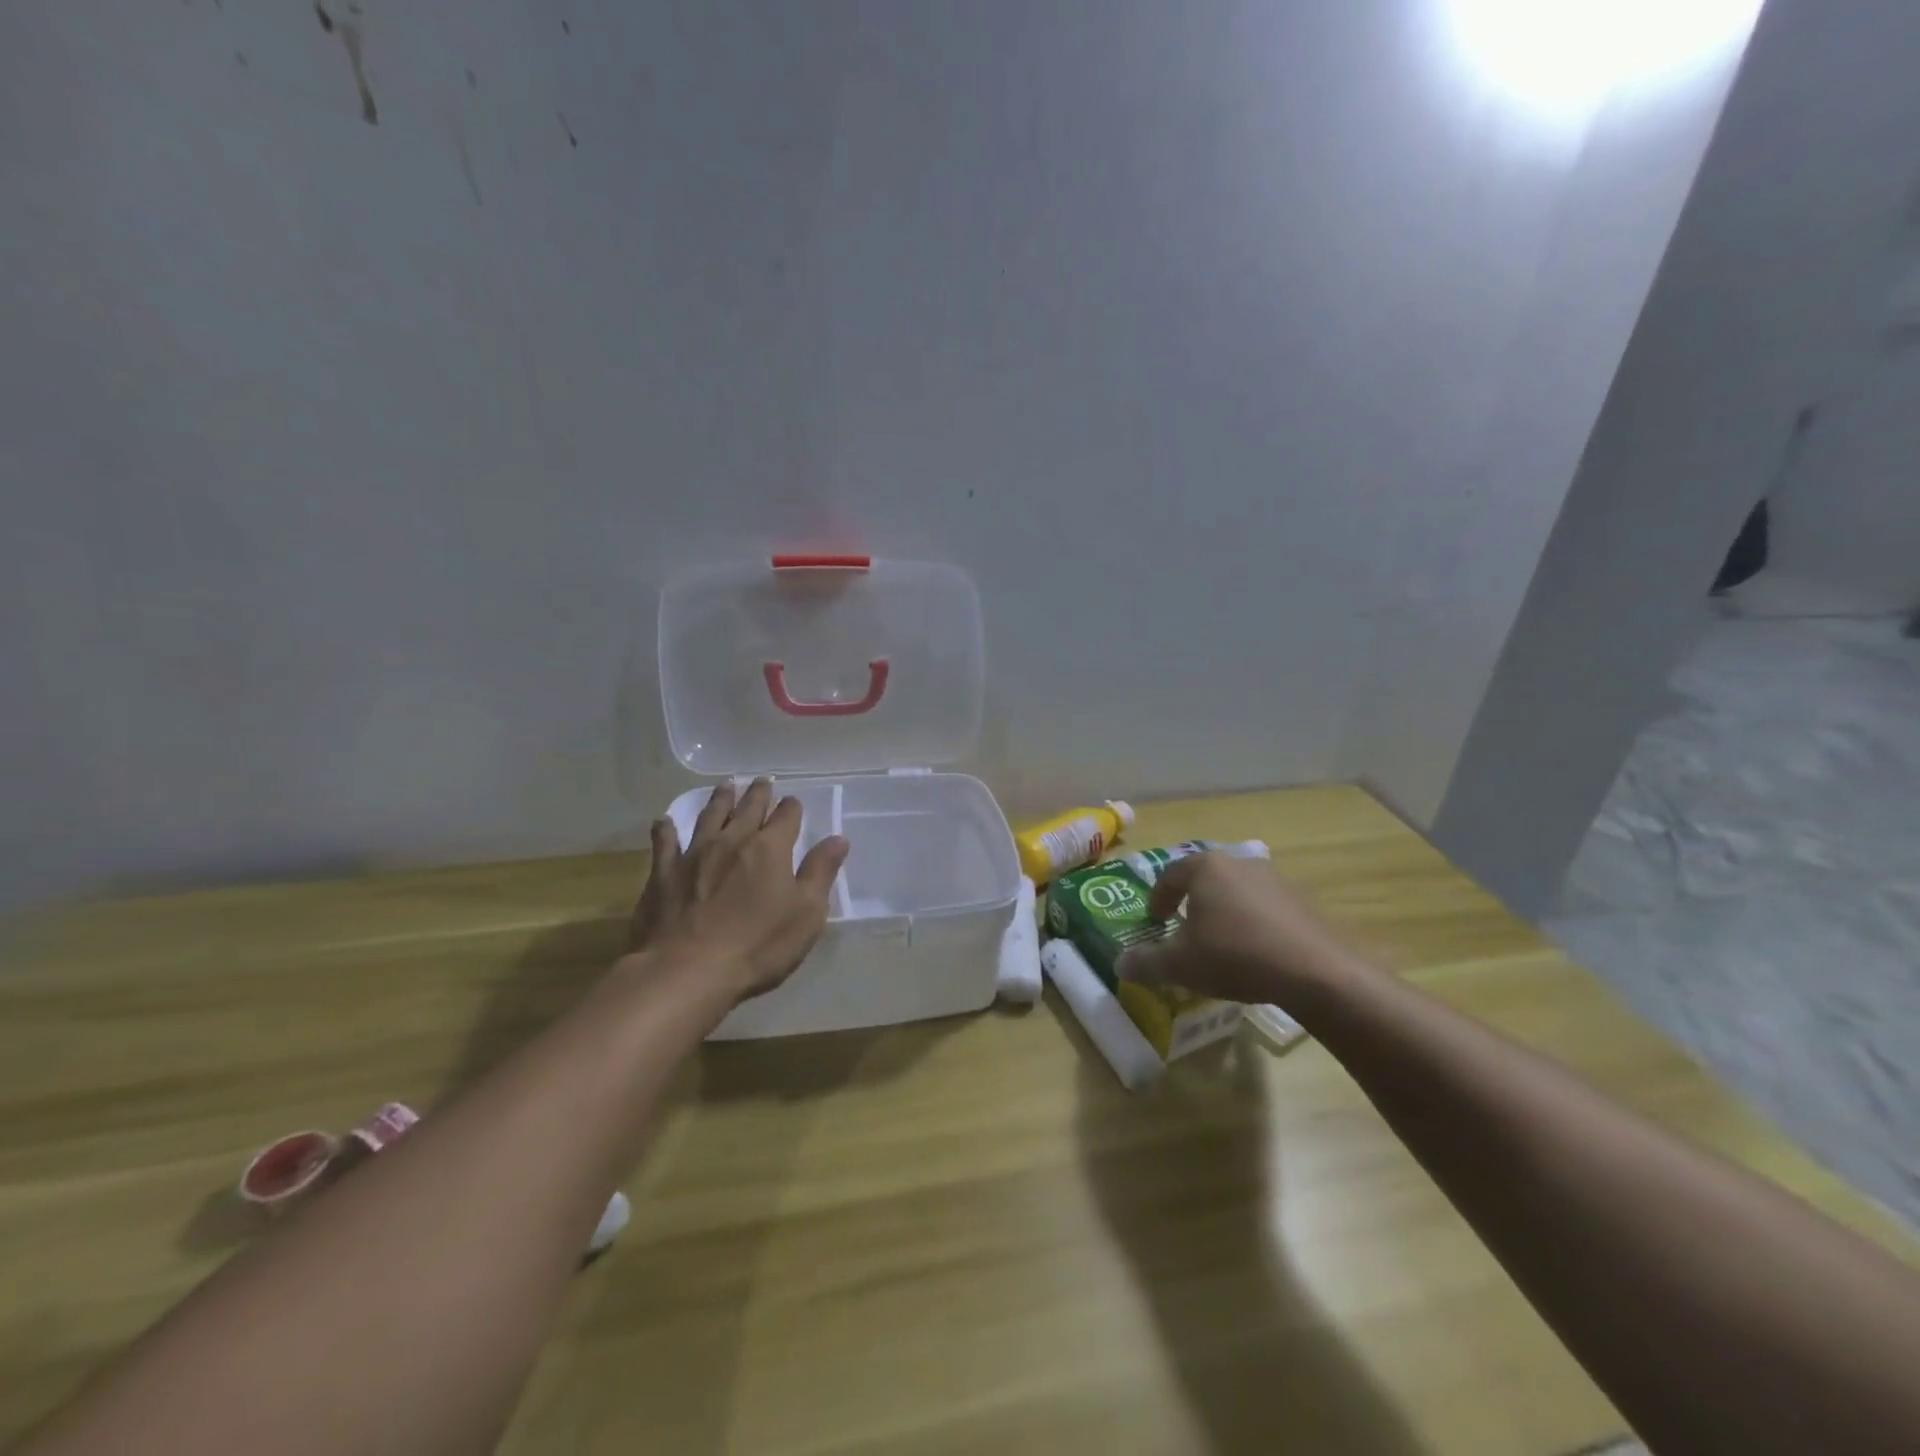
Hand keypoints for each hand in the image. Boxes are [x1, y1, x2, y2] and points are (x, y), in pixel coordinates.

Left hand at [627, 778, 848, 1003]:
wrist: (687, 971)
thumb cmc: (758, 945)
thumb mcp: (806, 914)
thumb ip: (821, 872)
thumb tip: (838, 839)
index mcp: (770, 848)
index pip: (786, 816)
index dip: (792, 808)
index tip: (793, 803)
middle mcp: (732, 841)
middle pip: (748, 808)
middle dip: (758, 793)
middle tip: (761, 781)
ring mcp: (694, 854)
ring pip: (709, 816)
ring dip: (719, 800)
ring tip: (725, 787)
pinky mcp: (663, 874)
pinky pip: (664, 843)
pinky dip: (665, 830)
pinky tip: (664, 822)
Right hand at [1115, 852, 1360, 1005]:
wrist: (1315, 971)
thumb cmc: (1235, 956)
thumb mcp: (1181, 965)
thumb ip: (1147, 962)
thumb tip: (1120, 964)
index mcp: (1205, 867)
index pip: (1170, 875)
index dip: (1157, 898)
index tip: (1156, 921)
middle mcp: (1238, 862)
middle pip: (1204, 878)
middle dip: (1191, 902)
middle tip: (1184, 929)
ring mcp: (1274, 878)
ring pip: (1236, 891)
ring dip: (1223, 911)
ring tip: (1220, 943)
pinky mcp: (1301, 899)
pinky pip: (1264, 906)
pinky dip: (1252, 922)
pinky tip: (1254, 952)